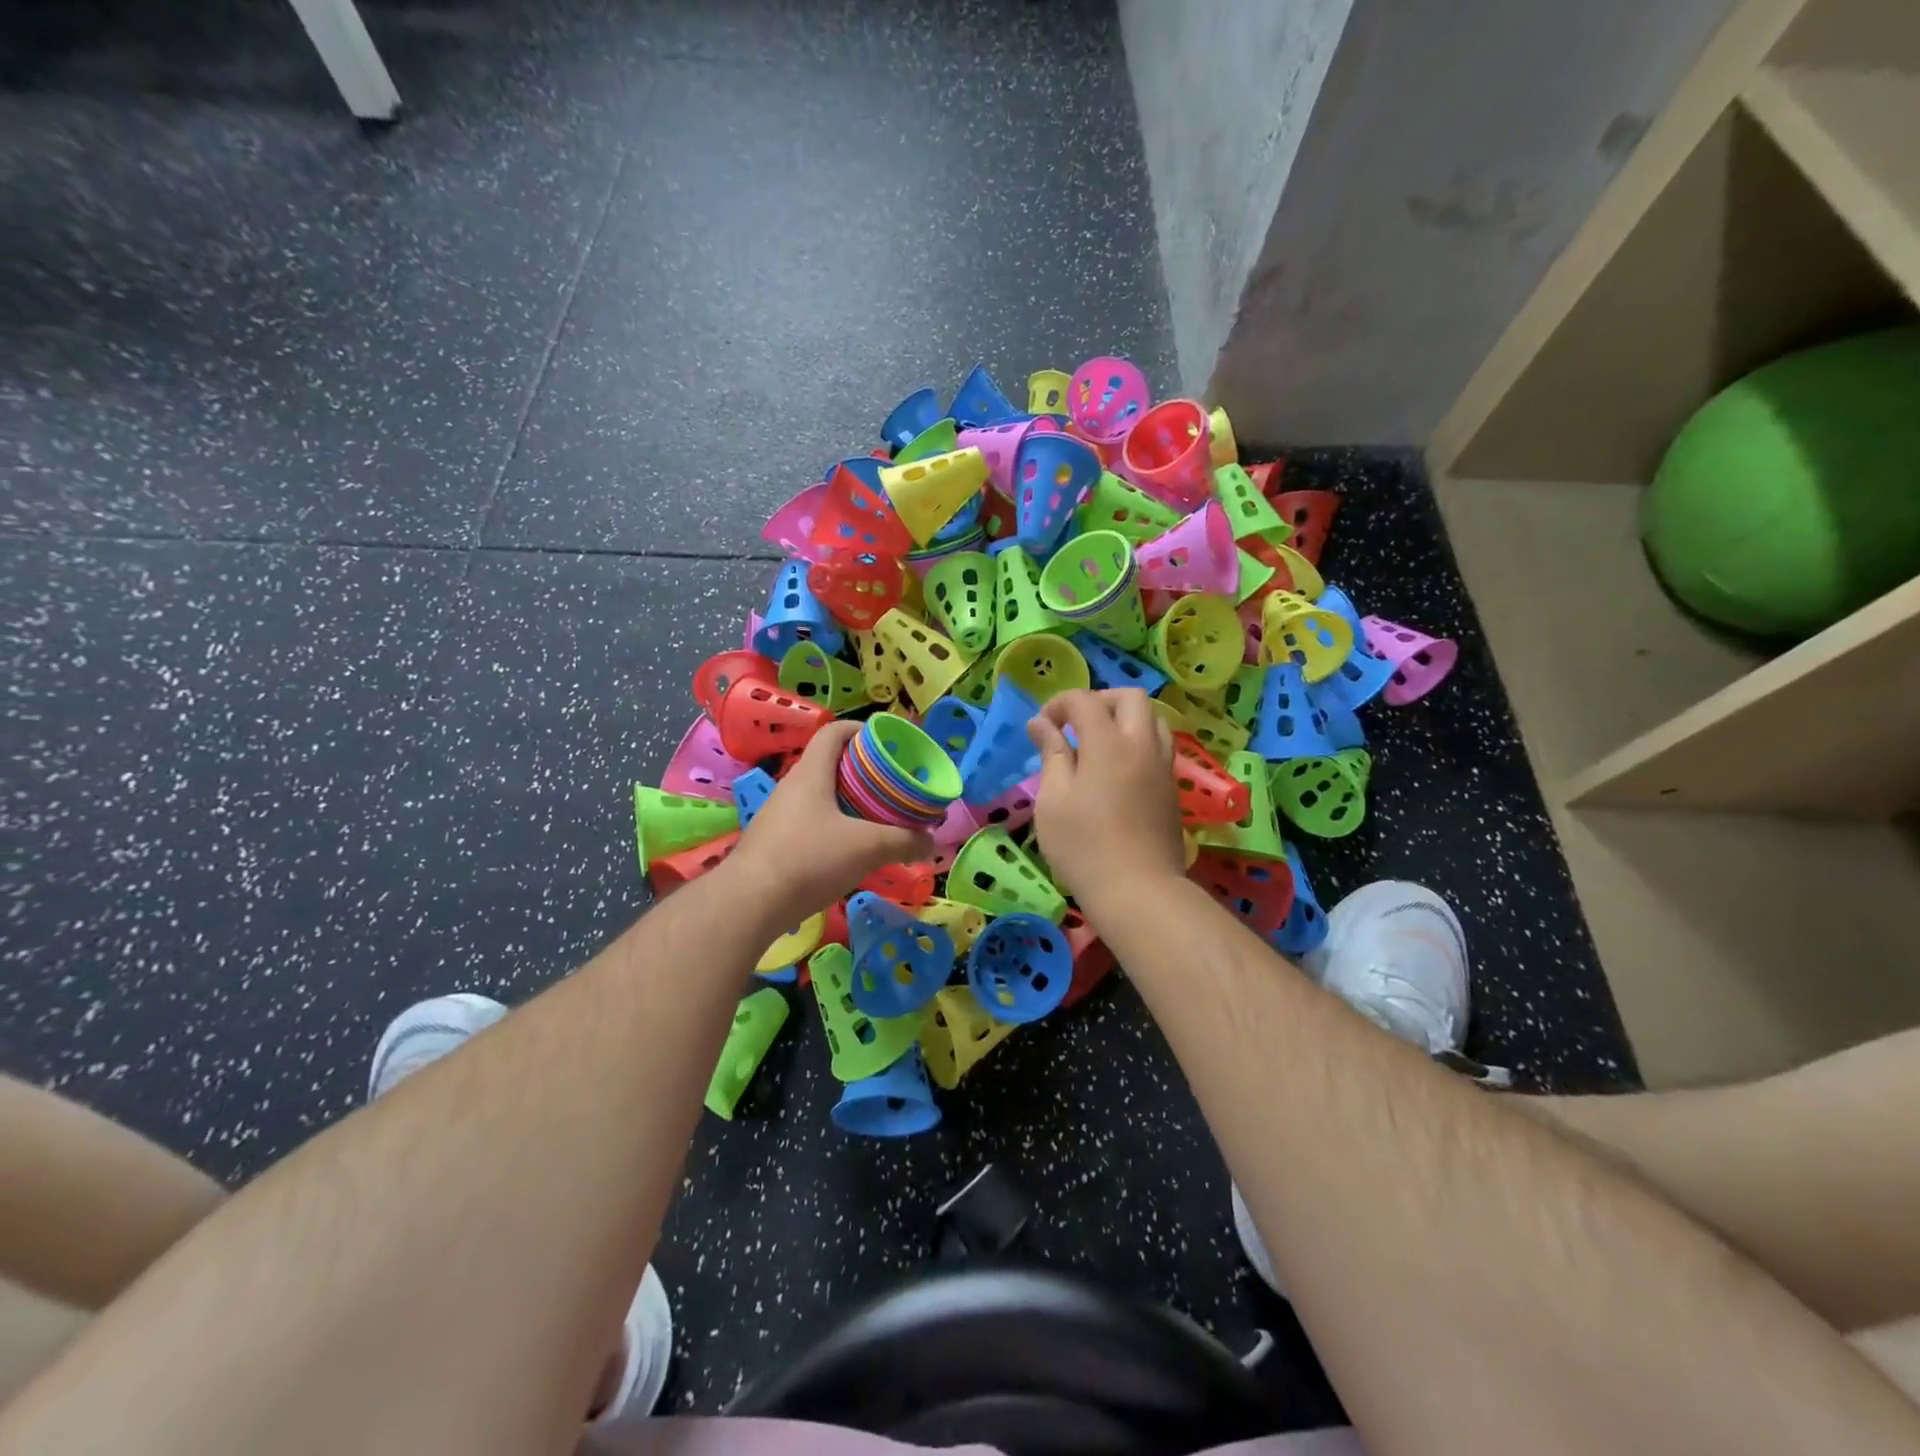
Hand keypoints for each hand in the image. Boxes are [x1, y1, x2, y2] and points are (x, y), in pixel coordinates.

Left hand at [726, 721, 931, 924]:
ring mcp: (779, 816)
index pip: (833, 732)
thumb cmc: (809, 859)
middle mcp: (791, 787)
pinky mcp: (774, 843)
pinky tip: (849, 850)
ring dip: (848, 801)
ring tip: (876, 817)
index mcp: (811, 773)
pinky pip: (810, 823)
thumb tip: (931, 841)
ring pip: (820, 796)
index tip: (886, 740)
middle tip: (891, 784)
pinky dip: (833, 827)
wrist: (749, 904)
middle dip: (862, 770)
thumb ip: (903, 841)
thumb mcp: (867, 848)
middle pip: (829, 764)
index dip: (860, 728)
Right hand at [1027, 688, 1186, 909]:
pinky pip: (1158, 746)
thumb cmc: (1083, 846)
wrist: (1138, 891)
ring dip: (1124, 719)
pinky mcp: (1171, 788)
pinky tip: (1116, 770)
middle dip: (1099, 700)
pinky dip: (1137, 742)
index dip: (1059, 704)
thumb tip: (1041, 722)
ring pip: (1152, 719)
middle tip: (1075, 726)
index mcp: (1108, 742)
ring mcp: (1162, 766)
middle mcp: (1142, 744)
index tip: (1042, 728)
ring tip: (1098, 744)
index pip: (1084, 700)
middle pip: (1130, 698)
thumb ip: (1051, 753)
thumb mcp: (1053, 799)